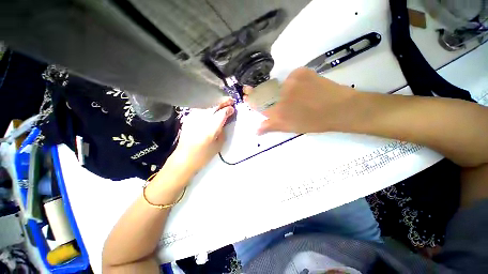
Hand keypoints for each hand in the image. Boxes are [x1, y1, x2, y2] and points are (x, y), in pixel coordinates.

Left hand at [170, 98, 234, 171]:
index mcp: (211, 128)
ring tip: (220, 103)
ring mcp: (193, 117)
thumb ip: (222, 132)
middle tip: (229, 101)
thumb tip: (223, 122)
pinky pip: (199, 108)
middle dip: (222, 101)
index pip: (222, 112)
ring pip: (206, 104)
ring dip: (214, 102)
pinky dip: (206, 106)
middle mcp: (202, 119)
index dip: (229, 109)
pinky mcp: (188, 117)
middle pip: (214, 105)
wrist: (183, 158)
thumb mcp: (218, 146)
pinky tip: (209, 109)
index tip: (233, 108)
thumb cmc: (202, 156)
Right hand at [244, 67, 356, 133]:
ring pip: (281, 82)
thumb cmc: (318, 122)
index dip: (251, 98)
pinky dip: (297, 81)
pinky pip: (293, 76)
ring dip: (285, 87)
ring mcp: (290, 81)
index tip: (248, 94)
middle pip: (264, 90)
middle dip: (263, 91)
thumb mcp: (294, 127)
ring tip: (301, 94)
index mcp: (278, 112)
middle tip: (276, 94)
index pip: (256, 102)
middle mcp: (280, 95)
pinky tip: (308, 87)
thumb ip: (274, 126)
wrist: (340, 108)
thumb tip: (256, 129)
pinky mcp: (300, 72)